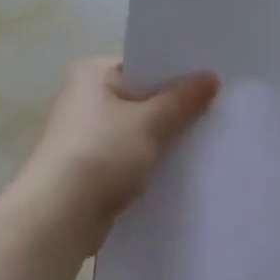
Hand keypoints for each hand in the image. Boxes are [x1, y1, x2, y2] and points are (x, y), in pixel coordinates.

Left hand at [17, 59, 219, 246]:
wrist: (61, 215)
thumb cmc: (102, 153)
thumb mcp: (150, 122)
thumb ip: (182, 100)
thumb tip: (210, 78)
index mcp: (92, 74)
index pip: (143, 65)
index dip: (177, 73)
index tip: (213, 82)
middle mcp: (84, 99)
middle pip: (141, 98)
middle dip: (174, 108)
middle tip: (218, 111)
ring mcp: (86, 136)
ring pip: (137, 130)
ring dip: (163, 138)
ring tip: (207, 140)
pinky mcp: (91, 168)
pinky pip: (130, 157)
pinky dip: (150, 161)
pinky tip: (179, 169)